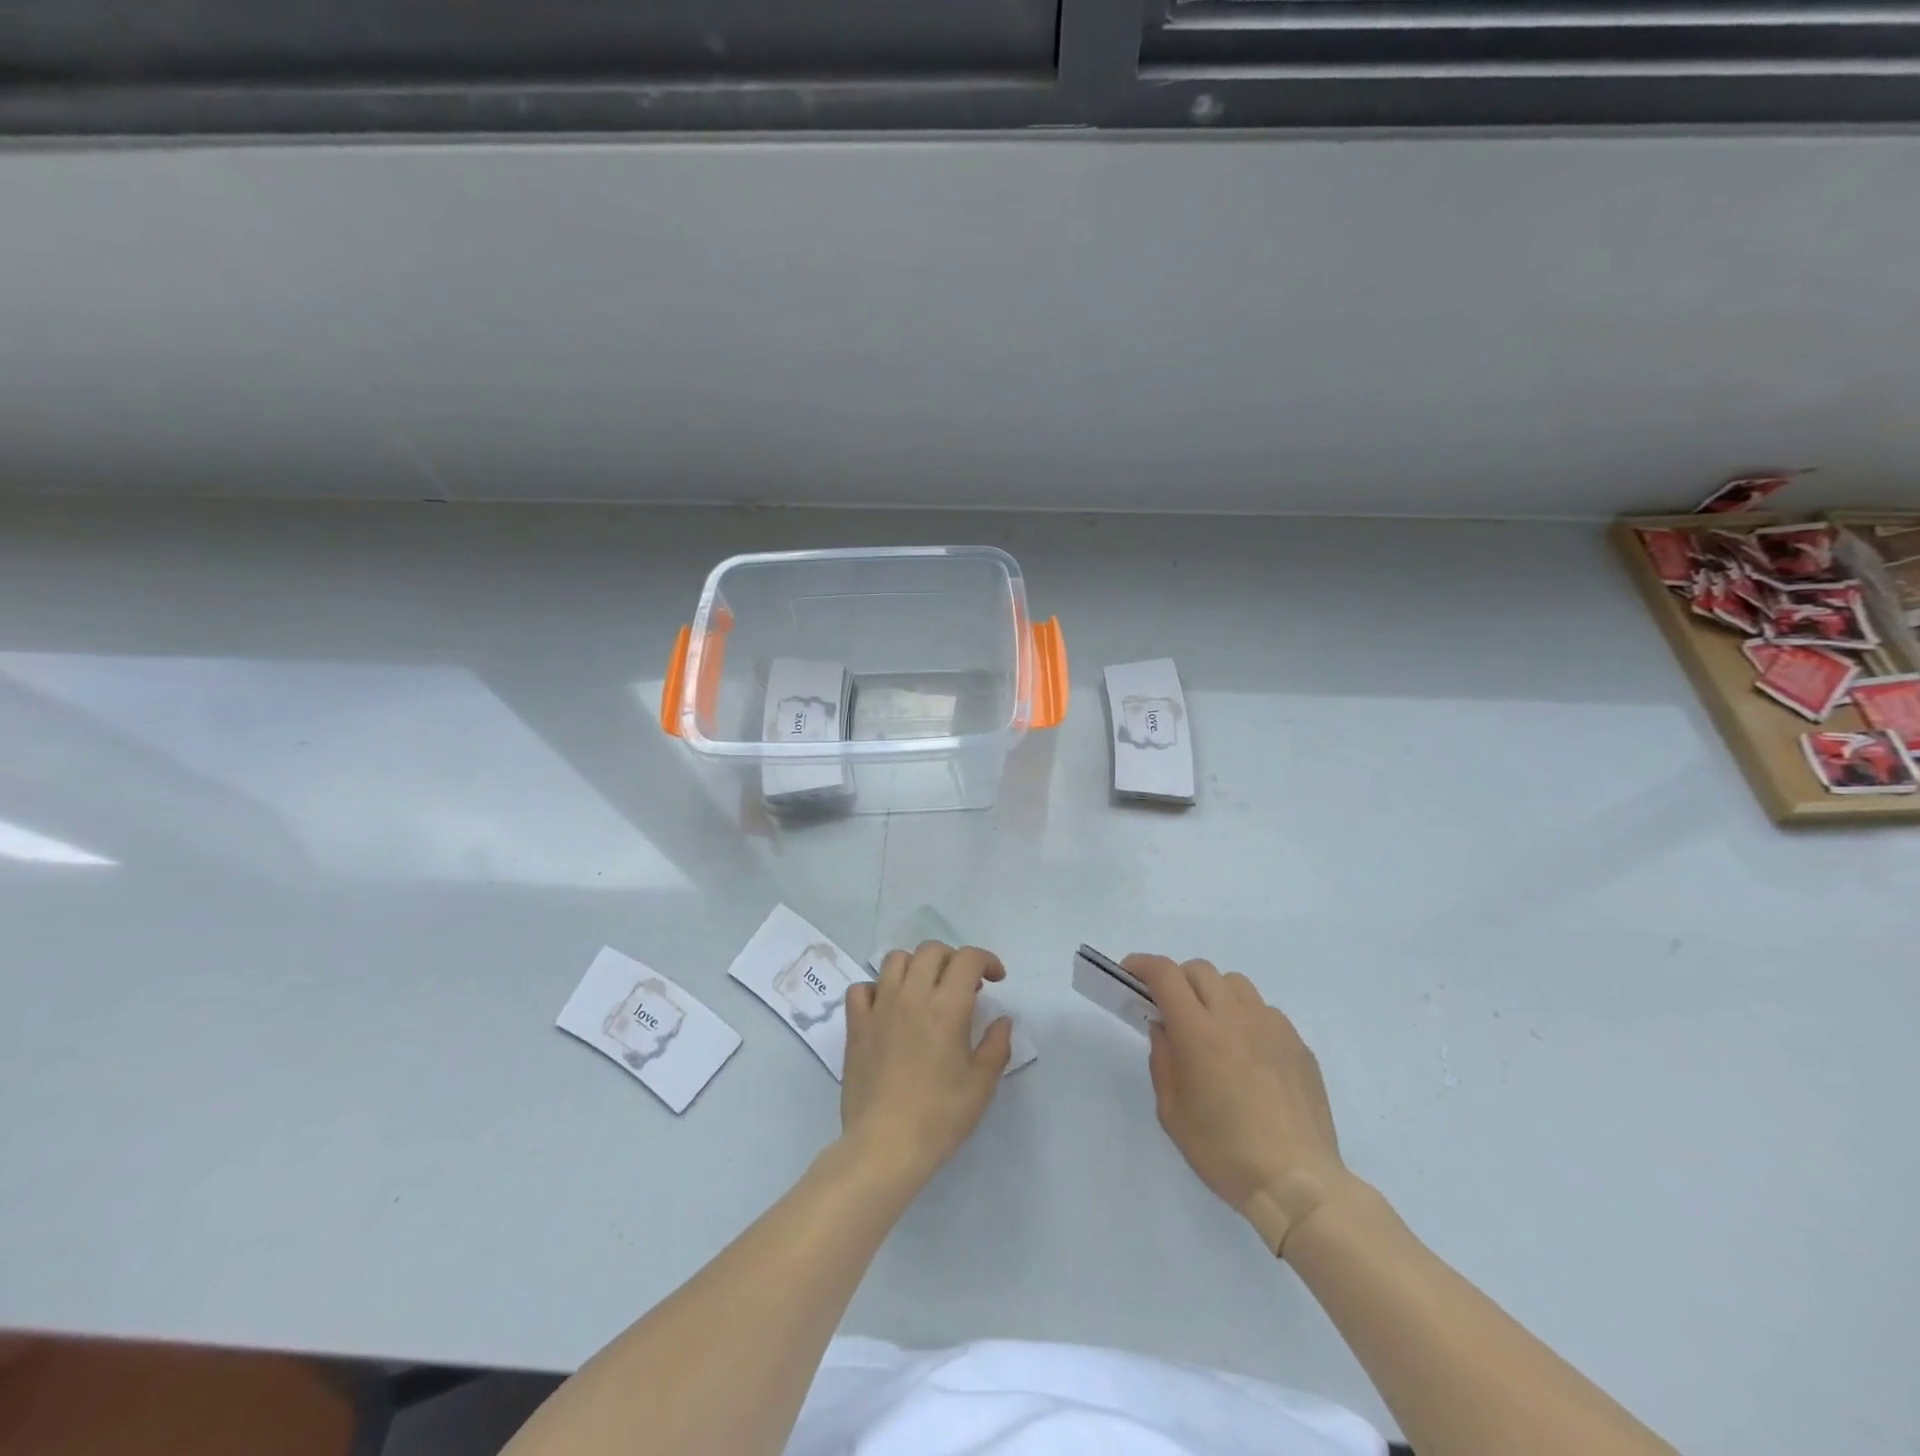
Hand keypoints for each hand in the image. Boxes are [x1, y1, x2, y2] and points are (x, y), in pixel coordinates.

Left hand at [839, 941, 1012, 1189]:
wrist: (884, 1146)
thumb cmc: (939, 1117)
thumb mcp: (981, 1085)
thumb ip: (996, 1045)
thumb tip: (1001, 1020)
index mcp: (947, 1008)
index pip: (968, 959)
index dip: (986, 960)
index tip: (996, 979)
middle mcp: (912, 996)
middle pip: (932, 951)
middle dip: (953, 959)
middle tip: (963, 986)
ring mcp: (879, 1007)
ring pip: (896, 960)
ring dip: (916, 966)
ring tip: (926, 991)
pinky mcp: (856, 1025)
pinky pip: (862, 988)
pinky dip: (877, 988)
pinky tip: (888, 1008)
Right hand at [1128, 954, 1358, 1256]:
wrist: (1298, 1185)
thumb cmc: (1224, 1152)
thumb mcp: (1172, 1112)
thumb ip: (1163, 1061)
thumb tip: (1164, 1028)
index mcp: (1199, 1031)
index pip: (1165, 974)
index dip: (1142, 965)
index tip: (1130, 974)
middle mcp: (1236, 1017)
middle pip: (1199, 970)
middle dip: (1177, 980)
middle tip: (1170, 1010)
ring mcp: (1272, 1027)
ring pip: (1235, 984)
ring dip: (1213, 993)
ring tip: (1211, 1028)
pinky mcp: (1297, 1044)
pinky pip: (1264, 1011)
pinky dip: (1245, 1017)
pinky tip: (1247, 1055)